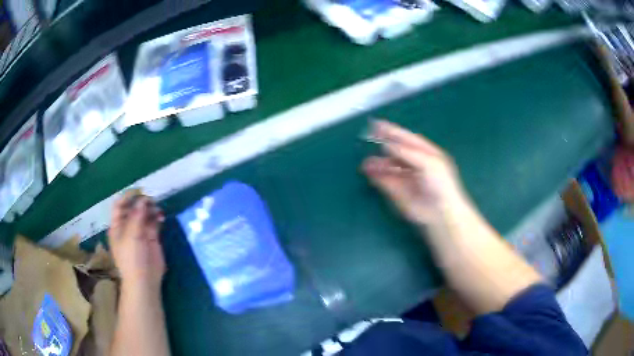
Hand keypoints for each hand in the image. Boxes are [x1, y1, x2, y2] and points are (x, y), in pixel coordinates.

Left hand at [108, 192, 165, 291]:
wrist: (145, 280)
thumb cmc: (132, 258)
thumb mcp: (131, 236)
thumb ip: (136, 216)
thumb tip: (143, 200)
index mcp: (117, 226)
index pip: (120, 205)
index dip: (128, 197)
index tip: (139, 192)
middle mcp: (127, 226)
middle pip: (133, 208)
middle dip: (140, 201)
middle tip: (150, 199)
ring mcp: (140, 231)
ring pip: (144, 213)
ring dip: (150, 208)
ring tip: (157, 207)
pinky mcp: (151, 237)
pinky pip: (154, 222)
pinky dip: (157, 217)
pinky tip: (161, 216)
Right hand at [362, 120, 468, 225]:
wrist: (441, 213)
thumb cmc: (440, 184)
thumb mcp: (428, 162)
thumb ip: (407, 152)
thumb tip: (387, 144)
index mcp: (426, 153)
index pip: (408, 139)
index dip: (393, 131)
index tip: (378, 125)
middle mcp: (415, 163)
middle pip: (396, 151)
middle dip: (382, 145)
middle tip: (368, 138)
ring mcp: (406, 177)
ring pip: (388, 166)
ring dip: (377, 162)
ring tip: (367, 161)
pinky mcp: (398, 191)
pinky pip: (384, 180)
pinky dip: (376, 175)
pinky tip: (369, 170)